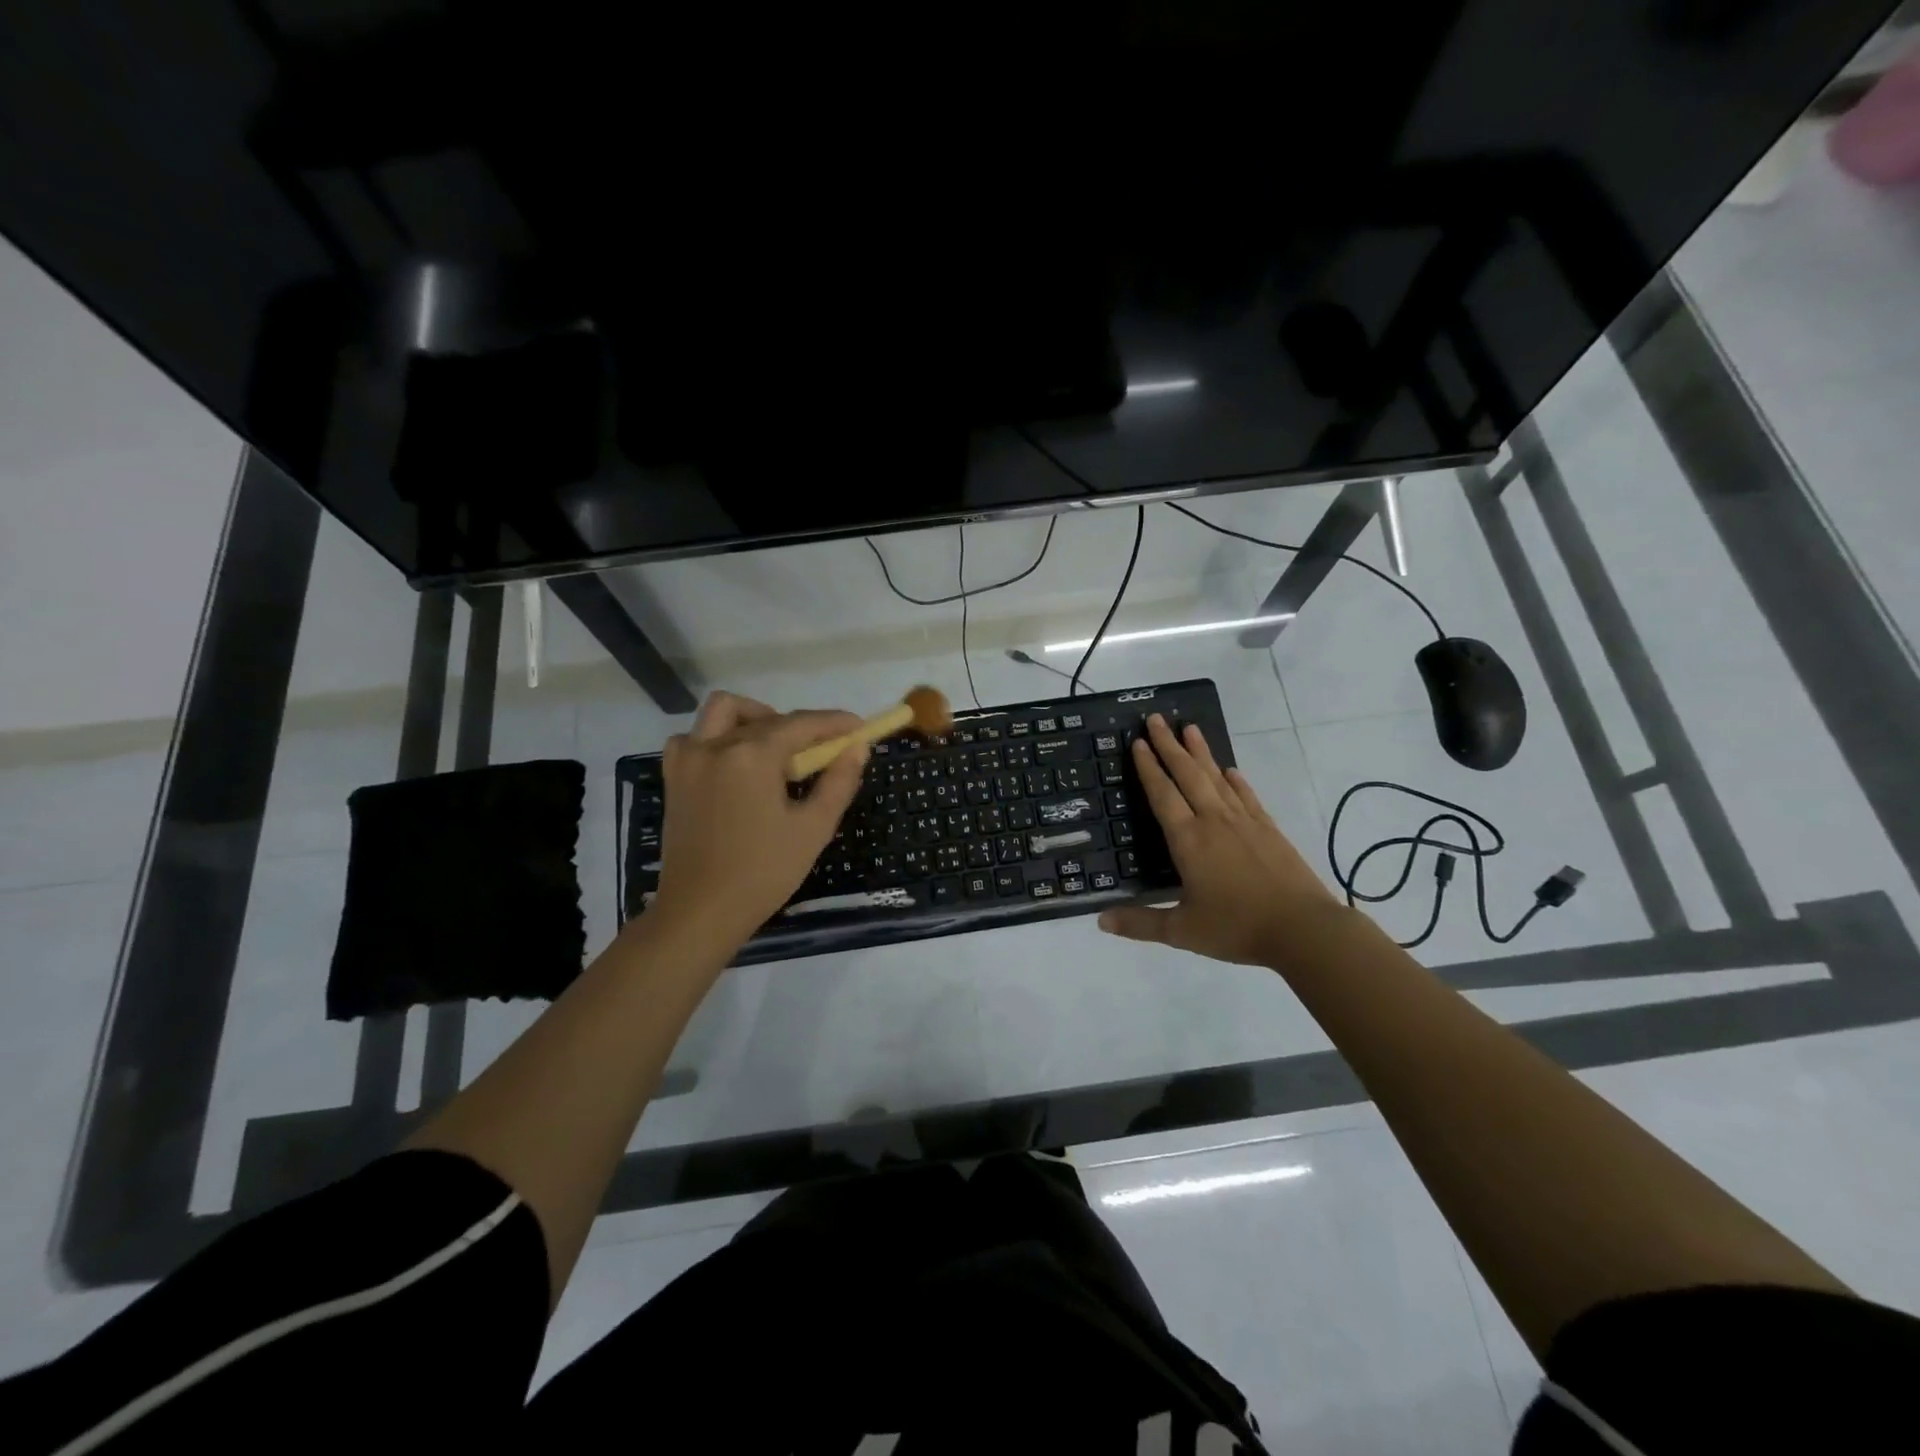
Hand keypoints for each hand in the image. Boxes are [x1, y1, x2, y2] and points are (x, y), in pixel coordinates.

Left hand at [649, 692, 866, 951]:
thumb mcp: (813, 828)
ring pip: (724, 712)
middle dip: (801, 727)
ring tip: (776, 749)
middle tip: (822, 752)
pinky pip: (695, 737)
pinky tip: (736, 763)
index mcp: (752, 756)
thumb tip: (857, 748)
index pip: (802, 724)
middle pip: (768, 718)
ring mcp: (688, 759)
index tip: (859, 727)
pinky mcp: (674, 777)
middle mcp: (716, 745)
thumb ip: (839, 782)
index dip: (835, 722)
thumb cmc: (763, 872)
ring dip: (755, 718)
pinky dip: (718, 738)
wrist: (700, 911)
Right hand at [1099, 714, 1340, 965]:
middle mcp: (1214, 821)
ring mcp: (1244, 822)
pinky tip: (1230, 770)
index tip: (1137, 742)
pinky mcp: (1268, 829)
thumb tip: (1100, 922)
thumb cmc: (1237, 928)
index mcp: (1188, 841)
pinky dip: (1235, 780)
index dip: (1148, 768)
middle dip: (1169, 745)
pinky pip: (1246, 795)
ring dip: (1201, 752)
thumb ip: (1141, 923)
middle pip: (1188, 774)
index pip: (1163, 795)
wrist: (1303, 929)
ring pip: (1217, 777)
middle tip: (1156, 719)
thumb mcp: (1182, 931)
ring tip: (1189, 727)